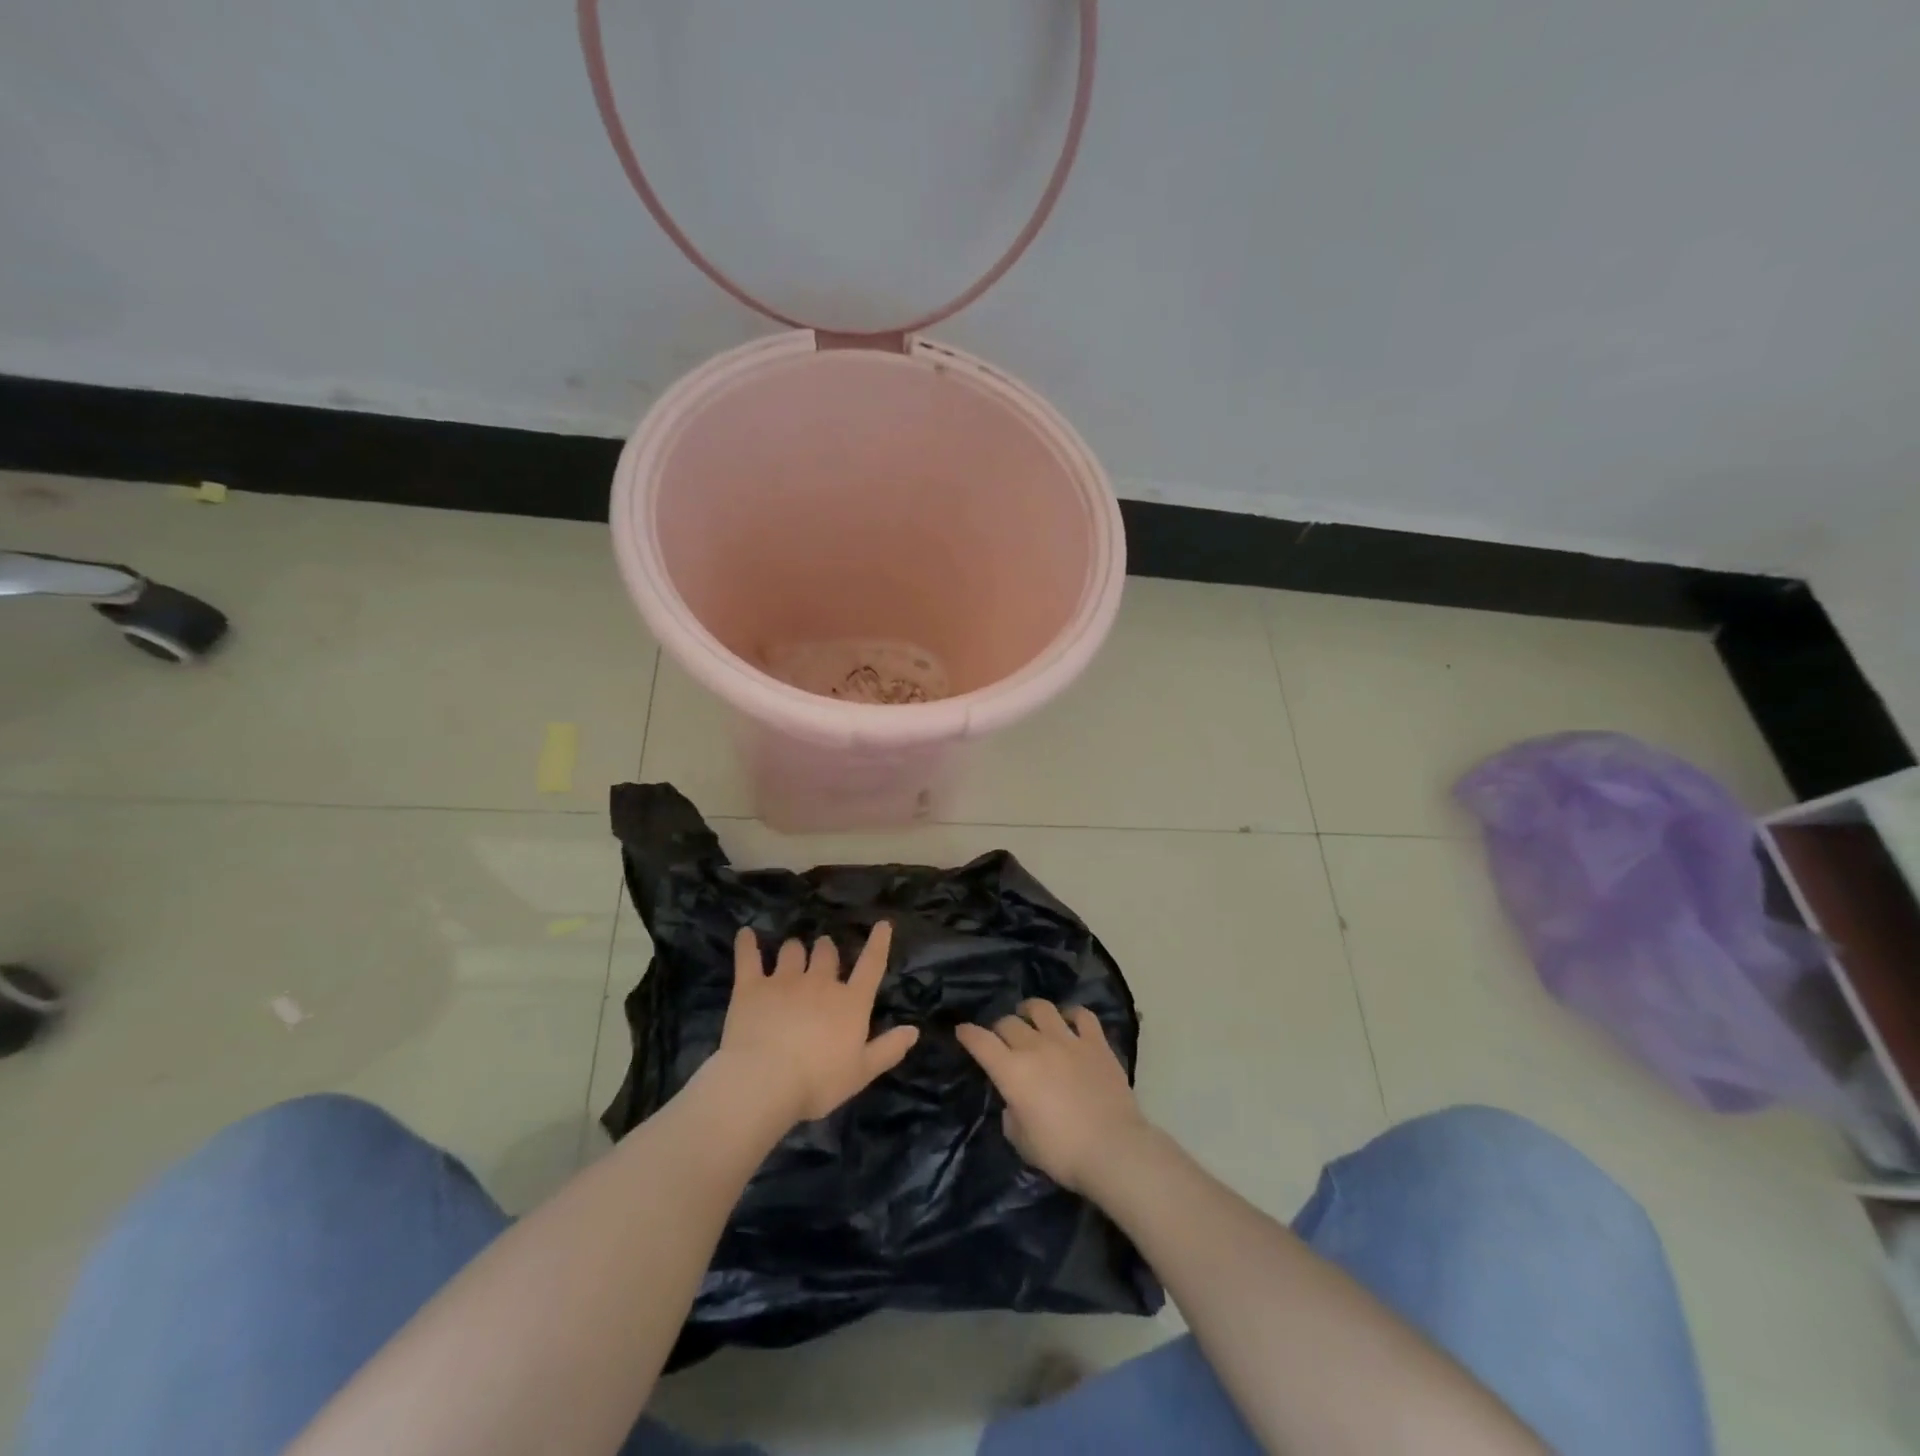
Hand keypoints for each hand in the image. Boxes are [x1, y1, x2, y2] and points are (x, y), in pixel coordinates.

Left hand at [713, 923, 919, 1126]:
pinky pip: (749, 956)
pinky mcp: (751, 986)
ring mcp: (784, 980)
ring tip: (791, 953)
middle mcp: (820, 982)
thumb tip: (914, 1030)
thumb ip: (888, 1049)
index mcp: (850, 1002)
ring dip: (794, 950)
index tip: (883, 924)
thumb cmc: (818, 1082)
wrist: (764, 1082)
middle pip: (826, 952)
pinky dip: (747, 943)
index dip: (878, 943)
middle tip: (823, 953)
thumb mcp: (861, 1072)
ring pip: (792, 950)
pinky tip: (746, 933)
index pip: (871, 965)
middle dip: (825, 950)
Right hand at [956, 999, 1151, 1192]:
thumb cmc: (1062, 1152)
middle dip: (999, 1028)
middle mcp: (1036, 1047)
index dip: (968, 1034)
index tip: (962, 1031)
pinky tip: (1069, 1021)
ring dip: (1030, 1010)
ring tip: (1029, 1016)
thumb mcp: (1022, 1142)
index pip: (981, 1042)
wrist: (1113, 1149)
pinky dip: (1072, 1014)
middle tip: (1002, 1039)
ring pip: (1042, 1009)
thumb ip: (1012, 1116)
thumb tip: (1015, 1102)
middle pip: (1009, 1023)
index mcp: (1012, 1071)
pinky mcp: (1096, 1042)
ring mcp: (1068, 1040)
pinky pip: (1082, 1015)